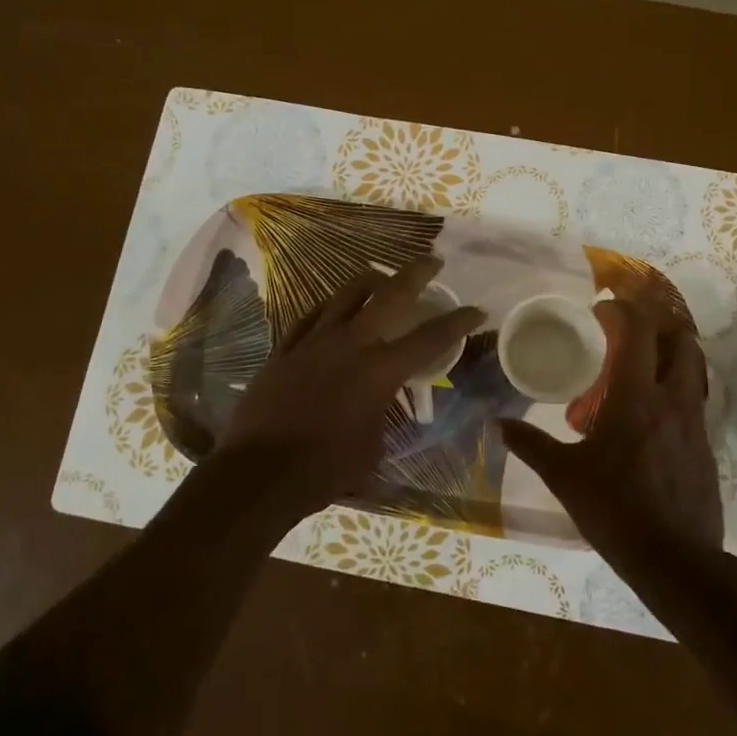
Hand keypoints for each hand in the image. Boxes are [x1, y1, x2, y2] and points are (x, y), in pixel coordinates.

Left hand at [211, 256, 484, 523]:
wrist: (259, 473)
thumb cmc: (324, 469)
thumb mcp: (372, 446)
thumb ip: (381, 415)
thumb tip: (378, 405)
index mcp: (379, 371)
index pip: (429, 338)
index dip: (458, 322)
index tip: (477, 310)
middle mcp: (350, 344)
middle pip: (390, 295)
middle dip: (416, 274)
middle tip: (432, 262)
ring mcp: (313, 341)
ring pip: (346, 294)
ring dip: (370, 280)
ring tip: (381, 275)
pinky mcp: (285, 349)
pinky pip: (311, 315)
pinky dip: (329, 307)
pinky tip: (334, 305)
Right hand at [500, 299, 722, 581]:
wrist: (676, 562)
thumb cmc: (615, 511)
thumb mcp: (565, 477)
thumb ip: (531, 445)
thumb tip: (497, 425)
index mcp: (637, 398)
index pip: (638, 332)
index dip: (621, 311)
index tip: (601, 310)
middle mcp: (673, 401)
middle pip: (681, 341)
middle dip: (656, 328)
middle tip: (625, 337)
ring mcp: (695, 424)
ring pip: (692, 370)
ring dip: (669, 358)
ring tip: (637, 371)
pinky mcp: (706, 446)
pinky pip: (693, 401)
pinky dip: (674, 391)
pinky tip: (648, 417)